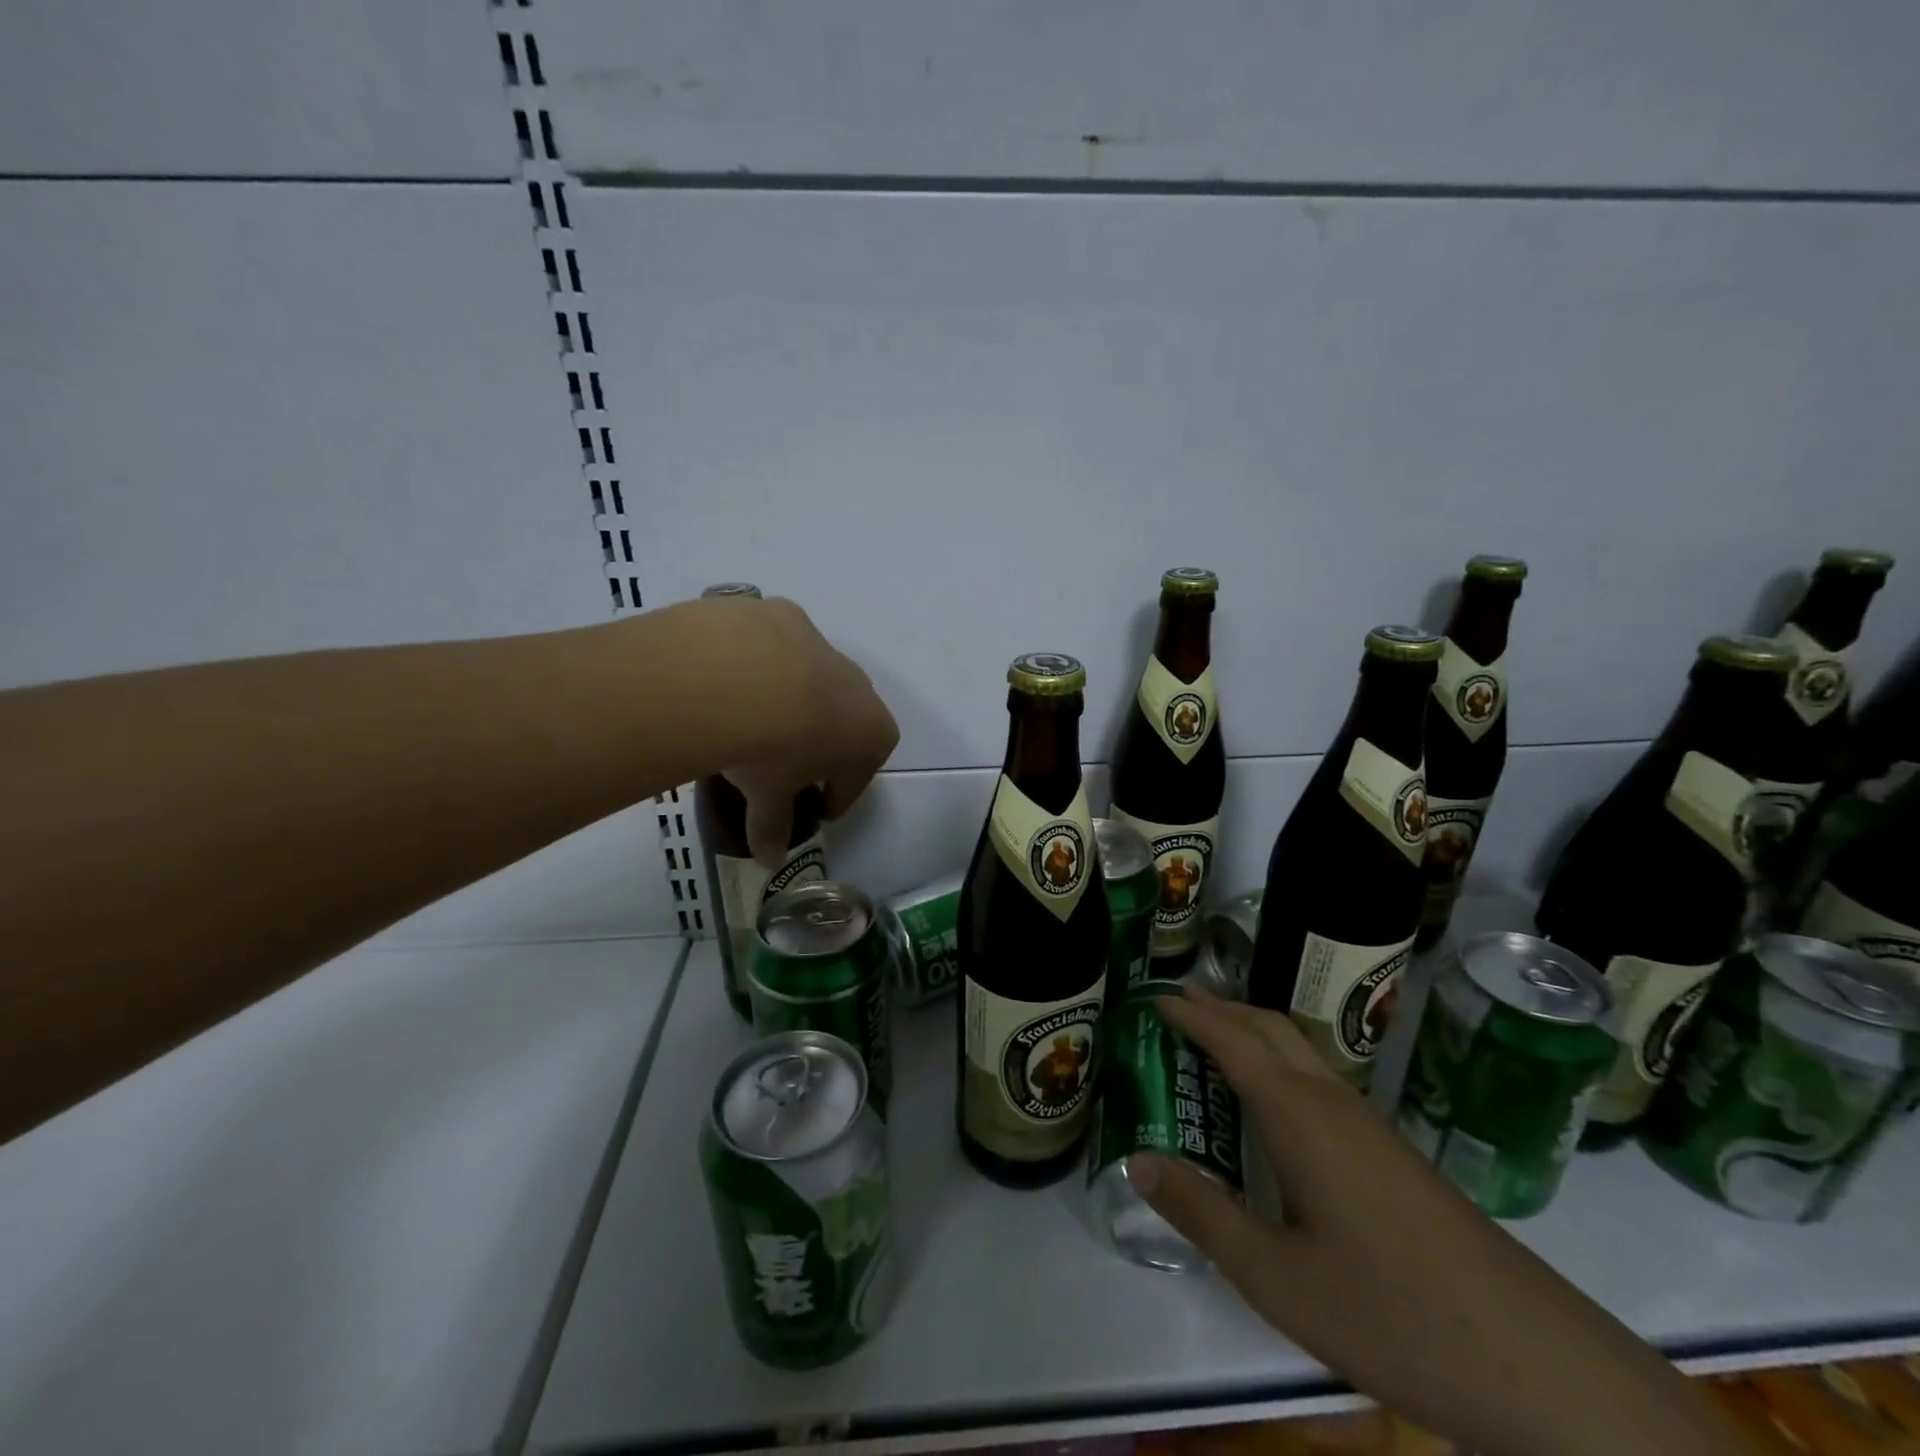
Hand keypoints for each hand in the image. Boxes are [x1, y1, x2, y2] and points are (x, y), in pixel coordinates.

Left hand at [686, 594, 898, 863]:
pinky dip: (760, 662)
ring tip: (751, 719)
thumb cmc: (771, 750)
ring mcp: (825, 646)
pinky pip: (778, 646)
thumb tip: (768, 863)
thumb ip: (772, 827)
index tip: (814, 808)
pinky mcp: (786, 615)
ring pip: (813, 680)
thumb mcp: (769, 796)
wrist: (732, 676)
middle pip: (844, 724)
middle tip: (783, 765)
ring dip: (792, 700)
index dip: (835, 796)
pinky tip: (728, 678)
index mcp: (872, 733)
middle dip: (820, 745)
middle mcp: (860, 687)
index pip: (858, 777)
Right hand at [1129, 985, 1742, 1455]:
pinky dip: (1280, 1063)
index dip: (1192, 1014)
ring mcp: (1369, 1126)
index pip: (1233, 1041)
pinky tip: (1276, 1104)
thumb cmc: (1392, 1312)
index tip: (1155, 994)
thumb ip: (1202, 1215)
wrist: (1537, 1362)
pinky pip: (1320, 1079)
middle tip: (1178, 1001)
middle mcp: (1332, 1103)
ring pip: (1301, 1052)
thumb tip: (1137, 1162)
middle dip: (1223, 1007)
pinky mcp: (1392, 1154)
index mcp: (1299, 1115)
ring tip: (1215, 1038)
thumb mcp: (1277, 1277)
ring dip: (1254, 1031)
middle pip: (1271, 1029)